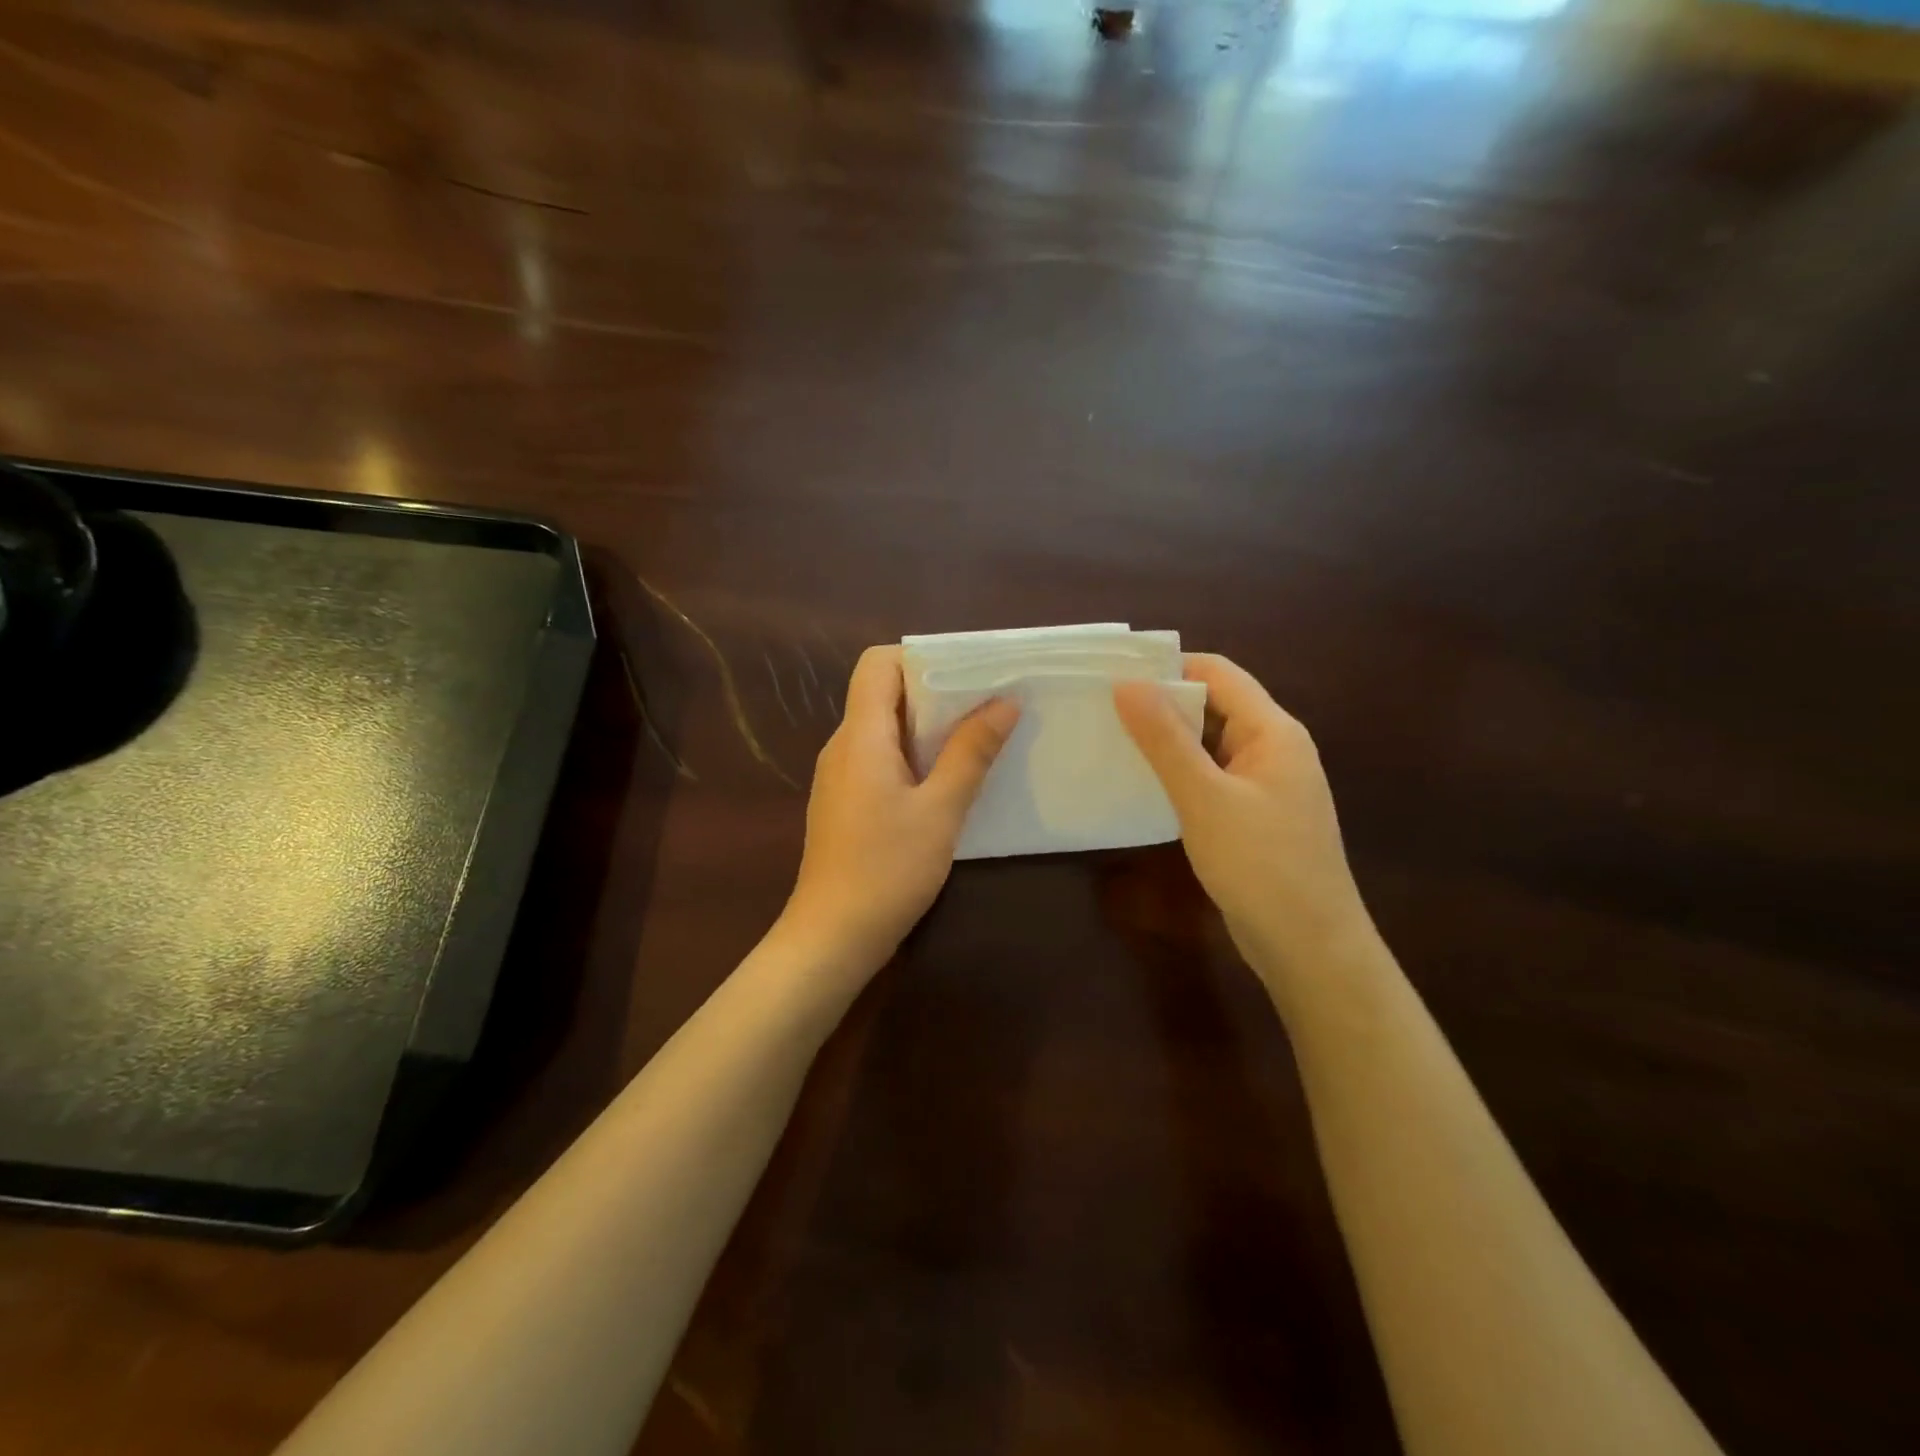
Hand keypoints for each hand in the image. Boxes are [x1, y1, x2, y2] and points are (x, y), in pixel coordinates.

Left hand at [782, 645, 1018, 973]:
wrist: (833, 937)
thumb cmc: (887, 869)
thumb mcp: (941, 810)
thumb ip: (971, 752)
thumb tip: (1005, 702)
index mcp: (860, 736)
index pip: (877, 663)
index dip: (919, 658)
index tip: (966, 675)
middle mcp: (843, 746)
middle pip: (883, 693)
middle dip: (935, 692)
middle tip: (987, 705)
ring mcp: (840, 776)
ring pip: (884, 728)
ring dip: (928, 728)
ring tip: (976, 739)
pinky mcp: (845, 802)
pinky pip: (879, 758)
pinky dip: (913, 756)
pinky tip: (946, 782)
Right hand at [1114, 655, 1373, 989]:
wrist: (1311, 948)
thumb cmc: (1260, 865)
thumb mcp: (1204, 797)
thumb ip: (1165, 738)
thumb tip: (1127, 683)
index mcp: (1273, 730)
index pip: (1218, 672)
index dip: (1168, 666)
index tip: (1114, 675)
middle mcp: (1274, 748)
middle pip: (1214, 705)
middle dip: (1161, 704)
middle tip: (1101, 709)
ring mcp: (1266, 784)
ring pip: (1210, 745)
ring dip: (1167, 741)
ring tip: (1111, 741)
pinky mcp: (1254, 816)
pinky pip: (1212, 778)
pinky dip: (1180, 774)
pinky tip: (1143, 785)